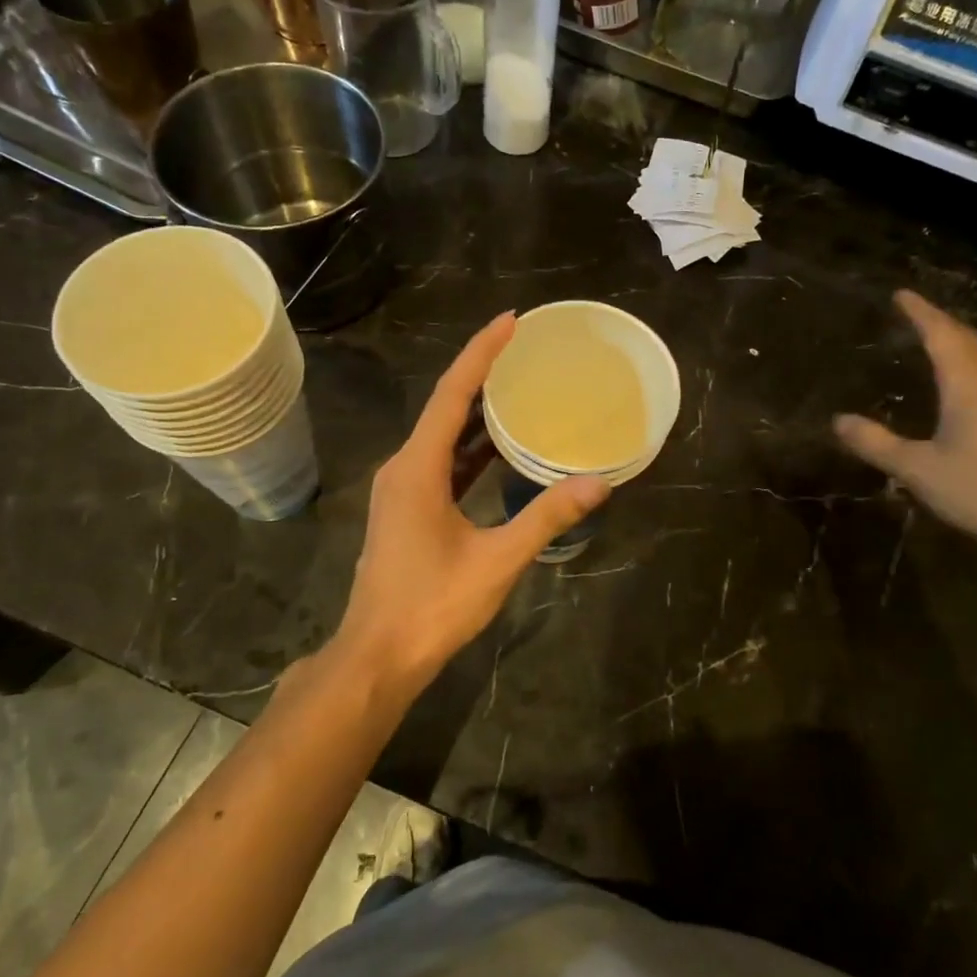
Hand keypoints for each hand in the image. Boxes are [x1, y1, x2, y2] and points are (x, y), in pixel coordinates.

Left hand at [332, 313, 608, 692]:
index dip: (481, 353)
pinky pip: (440, 463)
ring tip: (518, 388)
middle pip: (444, 406)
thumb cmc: (433, 605)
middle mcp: (403, 468)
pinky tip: (498, 449)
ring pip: (441, 437)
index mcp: (417, 468)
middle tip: (523, 348)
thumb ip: (546, 518)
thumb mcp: (498, 560)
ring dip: (476, 412)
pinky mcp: (406, 510)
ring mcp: (400, 490)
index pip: (451, 394)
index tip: (510, 321)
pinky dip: (469, 449)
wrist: (378, 655)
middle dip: (482, 374)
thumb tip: (598, 484)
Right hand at [835, 290, 976, 559]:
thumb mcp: (917, 469)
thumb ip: (876, 443)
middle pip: (966, 339)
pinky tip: (958, 380)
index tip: (900, 294)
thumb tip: (837, 420)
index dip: (920, 312)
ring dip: (955, 340)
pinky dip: (966, 362)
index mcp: (967, 385)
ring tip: (930, 337)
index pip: (942, 335)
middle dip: (938, 320)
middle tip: (912, 311)